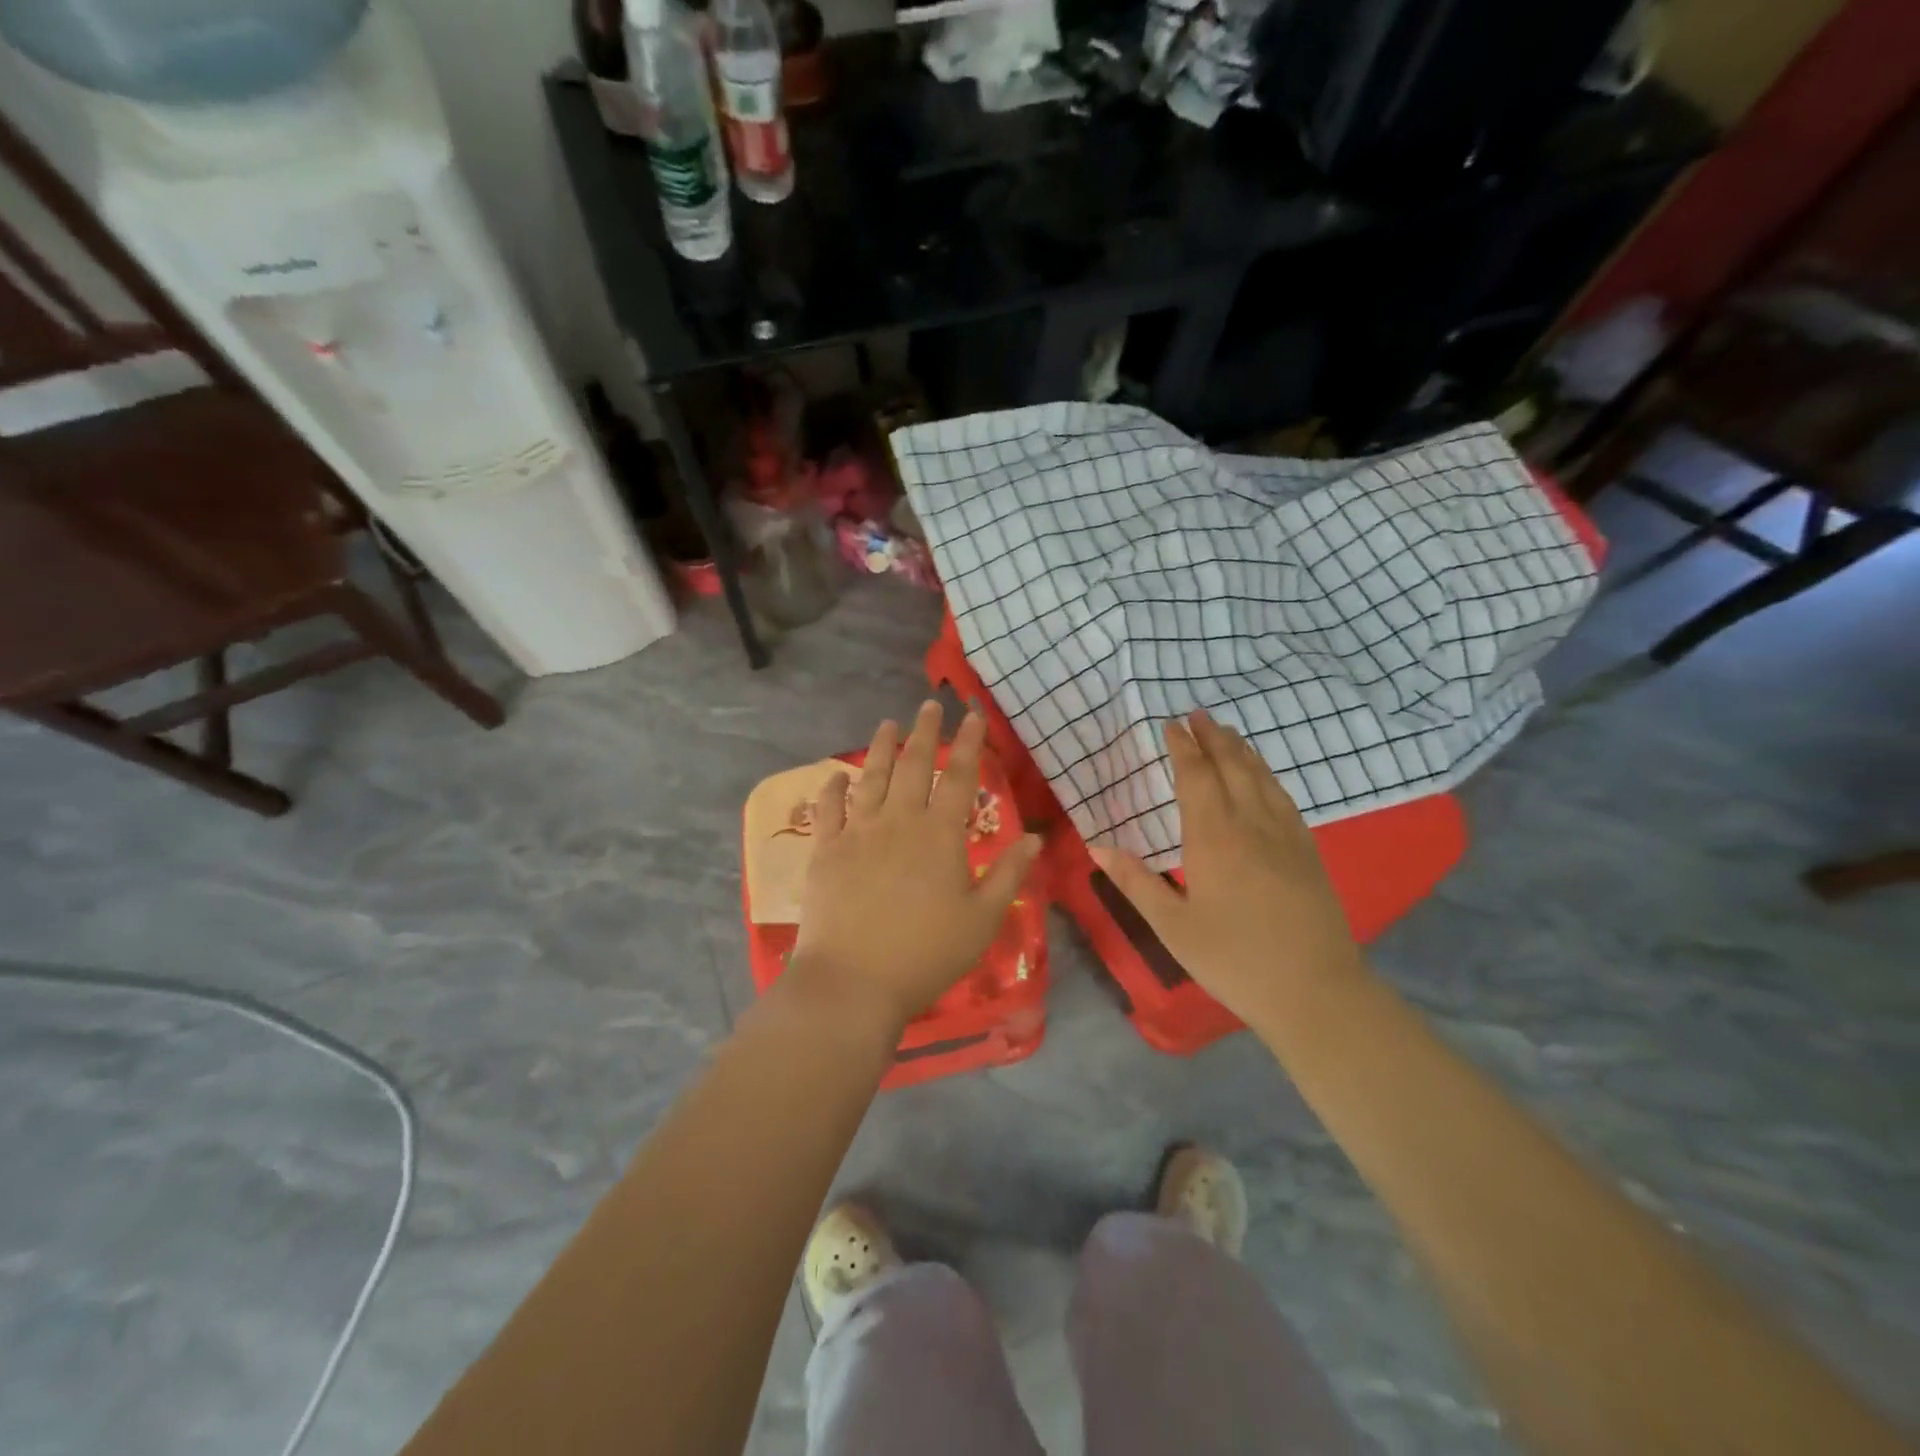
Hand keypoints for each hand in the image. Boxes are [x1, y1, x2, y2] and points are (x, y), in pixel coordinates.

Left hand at [791, 701, 1041, 1037]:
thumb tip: (1034, 838)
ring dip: (881, 747)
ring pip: (872, 777)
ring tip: (888, 723)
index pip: (960, 777)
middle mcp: (900, 821)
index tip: (972, 715)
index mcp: (941, 835)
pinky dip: (832, 788)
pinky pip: (829, 809)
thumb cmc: (926, 954)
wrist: (854, 981)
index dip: (969, 743)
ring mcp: (859, 832)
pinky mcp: (826, 850)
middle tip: (929, 705)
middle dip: (925, 732)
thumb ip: (1009, 875)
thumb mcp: (982, 920)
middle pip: (915, 765)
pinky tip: (835, 775)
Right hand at [1090, 710, 1361, 1028]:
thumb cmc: (1233, 960)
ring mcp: (1285, 836)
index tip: (1171, 725)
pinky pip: (1285, 799)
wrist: (1314, 992)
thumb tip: (1097, 846)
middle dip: (1213, 738)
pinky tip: (1265, 777)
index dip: (1183, 748)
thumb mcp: (1172, 926)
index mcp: (1213, 839)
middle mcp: (1251, 825)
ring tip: (1228, 733)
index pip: (1196, 778)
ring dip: (1243, 750)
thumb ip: (1135, 882)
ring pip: (1262, 778)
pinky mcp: (1308, 852)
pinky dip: (1269, 776)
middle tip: (1199, 714)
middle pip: (1232, 767)